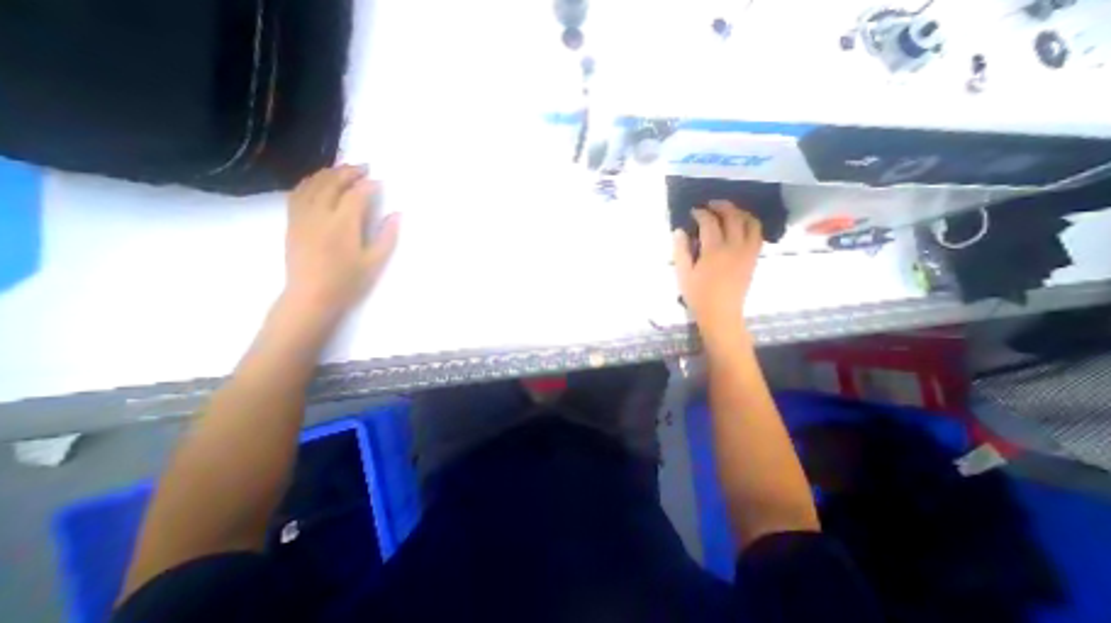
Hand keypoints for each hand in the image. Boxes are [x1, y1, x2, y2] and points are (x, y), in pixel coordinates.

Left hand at [283, 164, 399, 323]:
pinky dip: (310, 181)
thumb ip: (387, 236)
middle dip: (349, 171)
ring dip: (329, 173)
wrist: (311, 296)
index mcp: (343, 224)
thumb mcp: (375, 262)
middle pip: (332, 183)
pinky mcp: (292, 222)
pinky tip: (318, 182)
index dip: (368, 185)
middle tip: (363, 167)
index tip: (379, 181)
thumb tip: (397, 214)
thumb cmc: (348, 281)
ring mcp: (302, 216)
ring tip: (343, 169)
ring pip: (313, 184)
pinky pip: (298, 192)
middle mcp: (320, 214)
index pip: (356, 194)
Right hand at [669, 201, 764, 341]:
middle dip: (722, 206)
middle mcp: (734, 247)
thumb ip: (681, 251)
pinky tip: (740, 226)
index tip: (693, 211)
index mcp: (714, 251)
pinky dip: (750, 224)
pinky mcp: (753, 258)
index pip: (709, 222)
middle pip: (733, 217)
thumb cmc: (698, 295)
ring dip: (739, 212)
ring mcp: (747, 252)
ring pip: (750, 222)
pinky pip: (757, 234)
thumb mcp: (683, 274)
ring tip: (728, 212)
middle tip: (710, 205)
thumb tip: (679, 231)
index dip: (701, 213)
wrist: (721, 313)